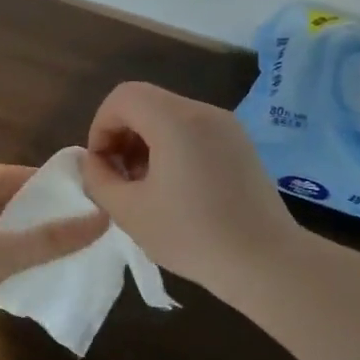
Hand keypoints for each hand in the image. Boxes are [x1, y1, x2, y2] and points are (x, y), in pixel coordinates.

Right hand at [79, 82, 299, 301]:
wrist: (266, 262)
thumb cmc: (192, 236)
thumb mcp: (129, 212)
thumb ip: (99, 179)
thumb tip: (94, 163)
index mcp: (175, 120)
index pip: (123, 97)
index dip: (101, 127)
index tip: (102, 167)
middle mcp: (204, 112)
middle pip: (147, 103)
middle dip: (122, 136)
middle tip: (119, 179)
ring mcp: (228, 127)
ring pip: (170, 117)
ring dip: (146, 143)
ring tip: (145, 188)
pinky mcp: (241, 145)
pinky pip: (195, 132)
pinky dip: (173, 149)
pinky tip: (176, 190)